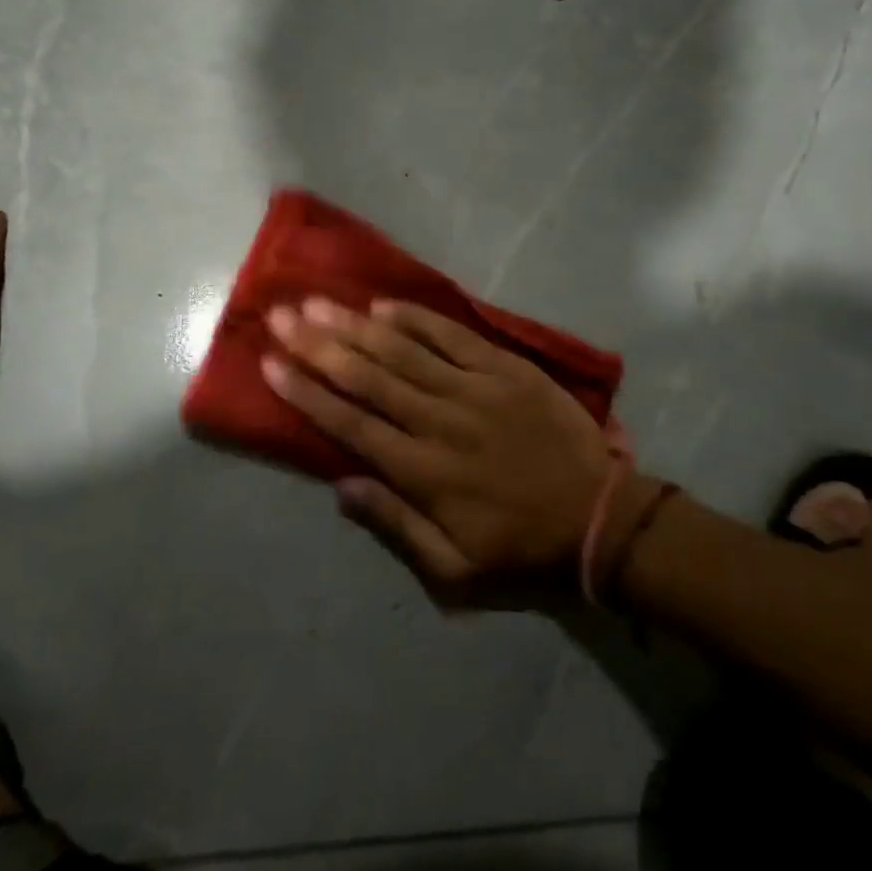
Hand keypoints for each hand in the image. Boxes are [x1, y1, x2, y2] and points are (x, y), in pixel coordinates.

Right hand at [262, 297, 644, 596]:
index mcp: (422, 472)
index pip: (350, 423)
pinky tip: (384, 305)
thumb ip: (395, 526)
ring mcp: (474, 388)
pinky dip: (417, 319)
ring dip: (355, 325)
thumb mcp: (454, 569)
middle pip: (367, 376)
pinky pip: (453, 336)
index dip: (306, 392)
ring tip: (317, 302)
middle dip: (318, 344)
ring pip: (402, 350)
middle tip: (281, 315)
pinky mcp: (505, 368)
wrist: (600, 518)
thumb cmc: (521, 548)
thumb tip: (340, 486)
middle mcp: (439, 421)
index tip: (271, 364)